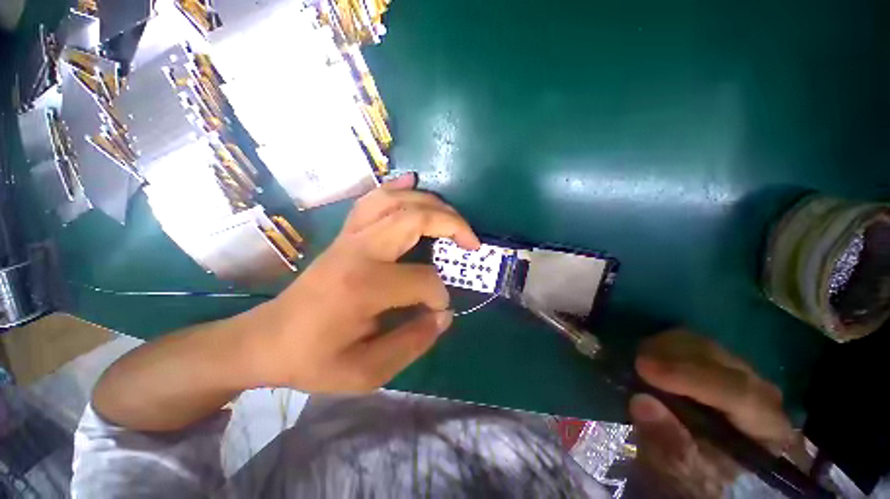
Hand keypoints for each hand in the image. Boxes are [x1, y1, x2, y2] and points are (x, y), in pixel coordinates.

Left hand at [249, 173, 480, 392]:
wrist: (267, 339)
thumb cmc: (314, 359)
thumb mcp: (366, 371)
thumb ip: (412, 343)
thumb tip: (444, 315)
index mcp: (364, 287)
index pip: (422, 280)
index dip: (439, 294)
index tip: (439, 309)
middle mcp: (359, 251)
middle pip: (415, 219)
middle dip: (452, 226)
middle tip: (471, 243)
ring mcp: (350, 236)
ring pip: (396, 201)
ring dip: (431, 204)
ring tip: (454, 219)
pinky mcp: (345, 233)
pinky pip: (373, 199)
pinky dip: (398, 188)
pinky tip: (413, 182)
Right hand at [628, 330, 798, 498]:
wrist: (703, 467)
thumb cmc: (695, 475)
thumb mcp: (681, 472)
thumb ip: (667, 444)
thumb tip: (641, 402)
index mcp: (767, 431)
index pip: (739, 394)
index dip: (690, 377)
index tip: (644, 367)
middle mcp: (763, 396)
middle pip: (722, 362)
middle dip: (673, 357)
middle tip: (634, 362)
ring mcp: (743, 376)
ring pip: (706, 346)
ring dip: (666, 347)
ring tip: (638, 360)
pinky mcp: (720, 366)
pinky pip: (693, 343)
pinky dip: (666, 345)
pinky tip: (649, 356)